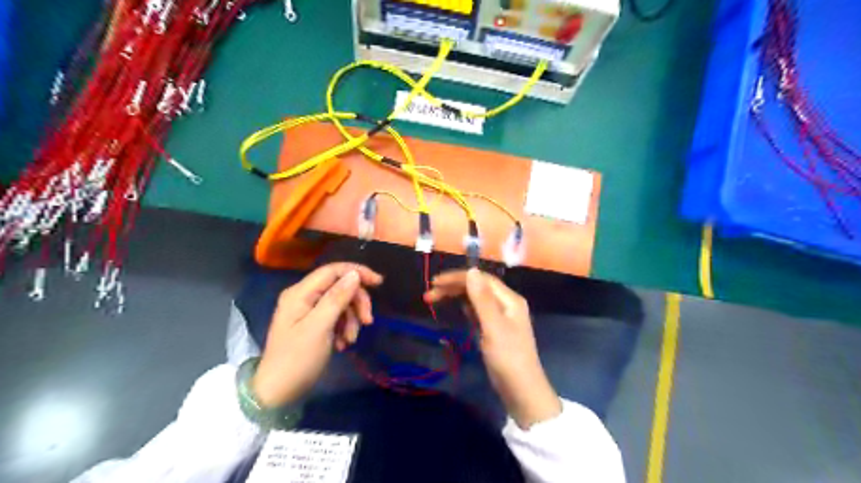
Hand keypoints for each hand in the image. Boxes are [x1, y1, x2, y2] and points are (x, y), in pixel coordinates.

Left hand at [251, 263, 381, 407]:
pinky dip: (344, 327)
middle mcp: (303, 296)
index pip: (333, 270)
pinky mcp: (313, 323)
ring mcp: (308, 310)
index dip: (357, 272)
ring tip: (350, 340)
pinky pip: (336, 316)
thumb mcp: (320, 327)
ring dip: (351, 319)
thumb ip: (337, 298)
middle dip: (356, 302)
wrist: (278, 393)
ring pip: (341, 302)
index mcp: (300, 293)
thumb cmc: (297, 359)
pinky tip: (343, 343)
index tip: (379, 283)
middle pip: (340, 287)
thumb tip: (354, 274)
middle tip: (367, 322)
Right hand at [425, 268, 565, 430]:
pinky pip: (478, 312)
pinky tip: (456, 309)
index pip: (481, 279)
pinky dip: (465, 308)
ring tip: (435, 299)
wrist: (521, 391)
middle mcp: (506, 304)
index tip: (435, 282)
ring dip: (456, 296)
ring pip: (476, 299)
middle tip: (429, 295)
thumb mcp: (493, 326)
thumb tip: (471, 270)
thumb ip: (481, 298)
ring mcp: (501, 317)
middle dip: (453, 287)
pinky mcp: (495, 330)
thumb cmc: (508, 358)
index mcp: (509, 299)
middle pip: (477, 287)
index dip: (458, 277)